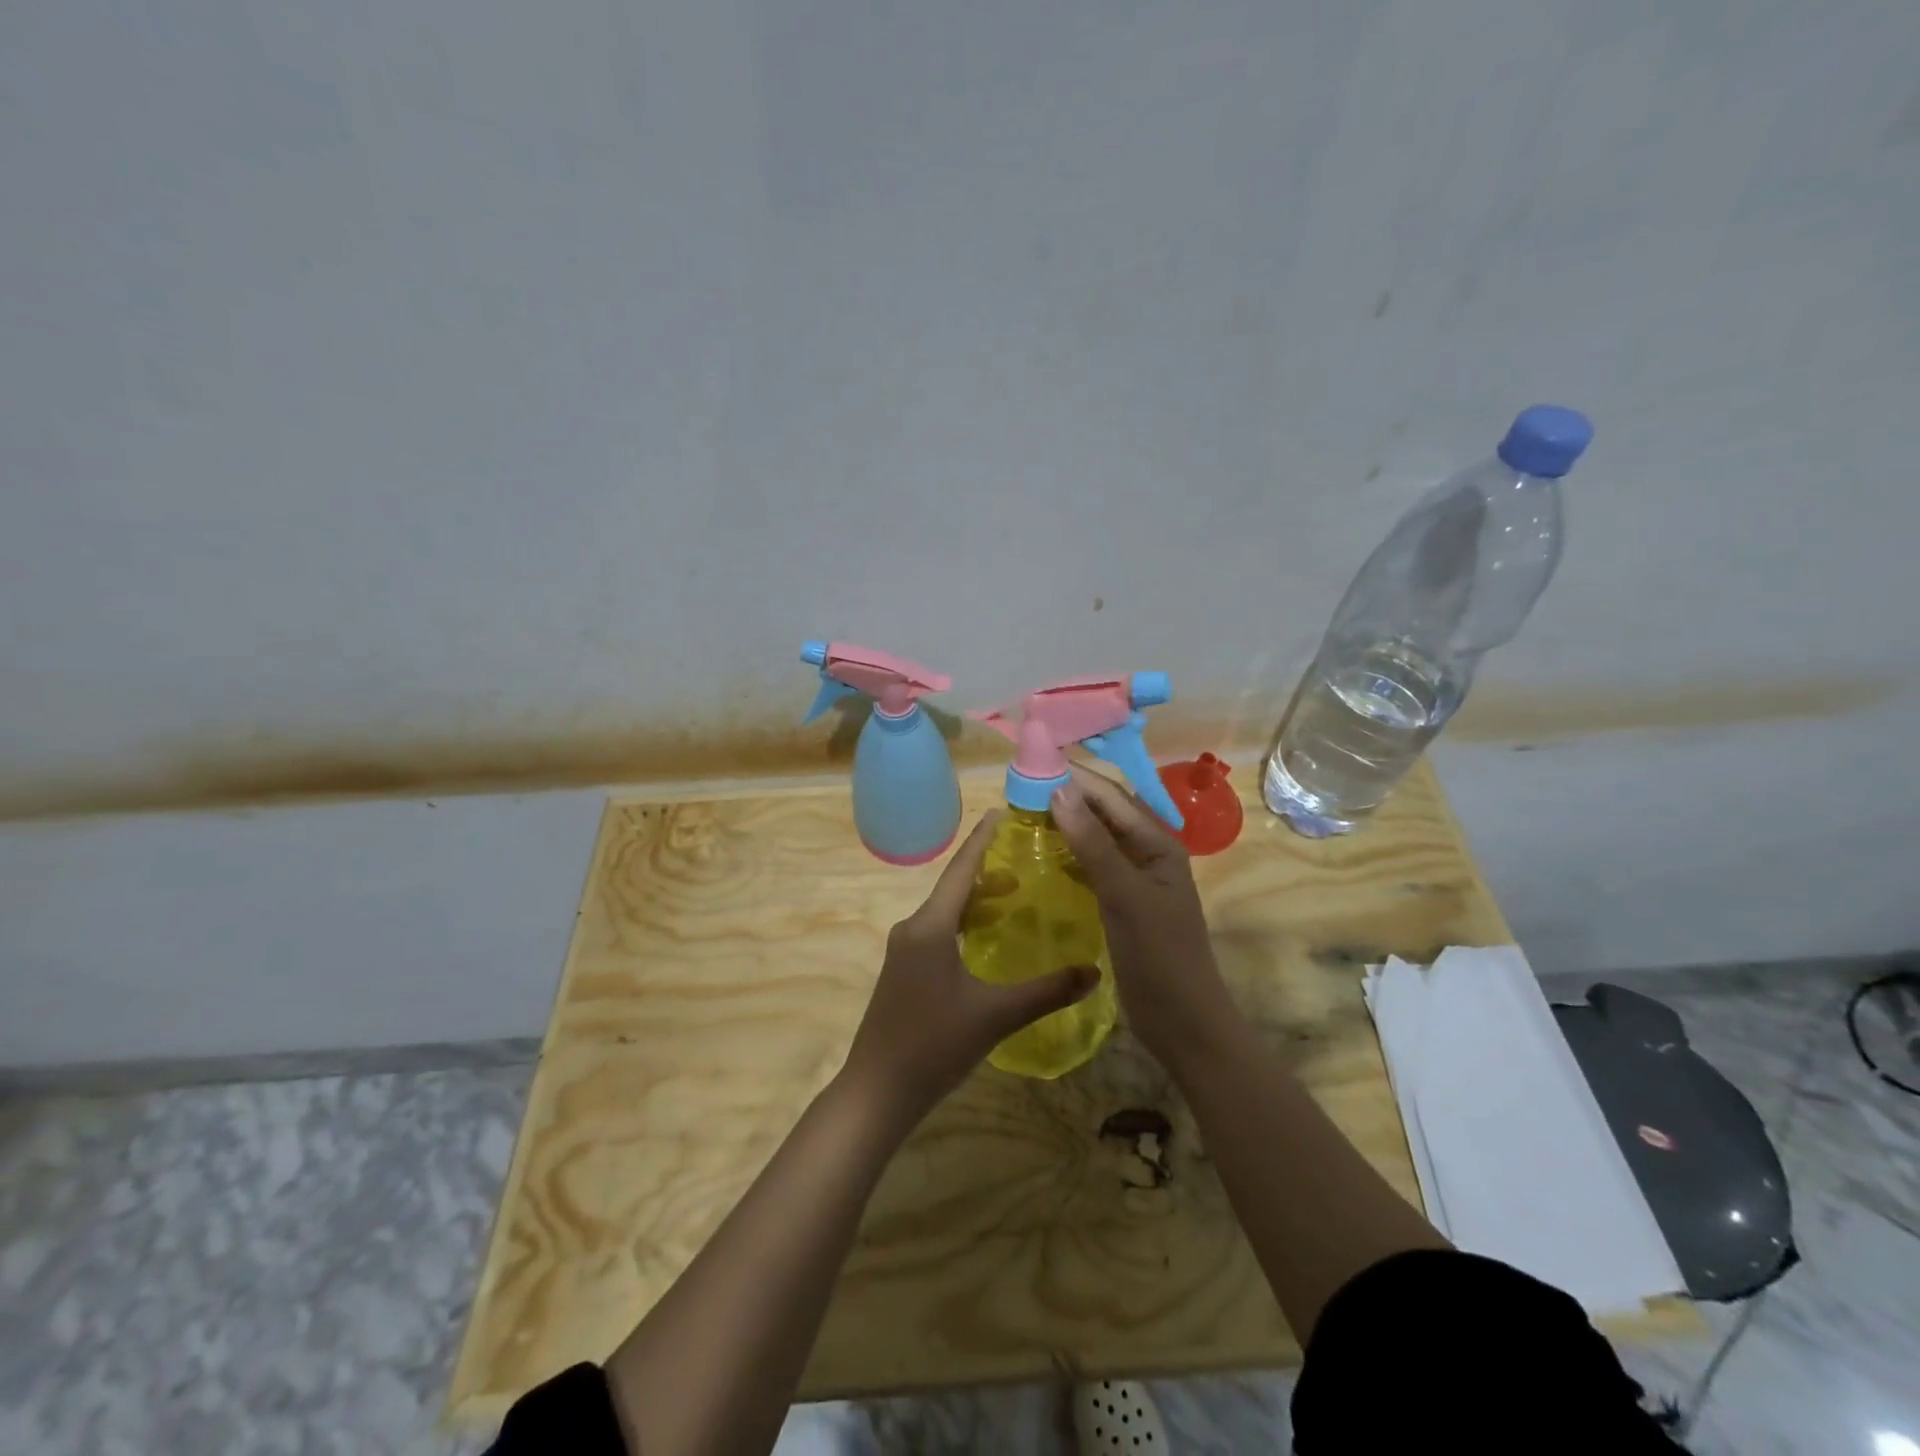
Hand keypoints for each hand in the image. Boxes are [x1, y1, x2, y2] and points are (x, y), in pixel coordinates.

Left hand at [839, 810, 1099, 1125]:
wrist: (877, 1091)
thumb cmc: (933, 1045)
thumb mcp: (996, 1016)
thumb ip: (1046, 991)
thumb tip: (1094, 972)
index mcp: (930, 926)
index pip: (961, 870)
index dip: (982, 840)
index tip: (1001, 812)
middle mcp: (913, 928)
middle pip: (954, 888)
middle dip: (987, 870)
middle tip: (1026, 857)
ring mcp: (905, 951)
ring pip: (946, 912)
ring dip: (976, 899)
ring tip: (1014, 893)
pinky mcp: (904, 972)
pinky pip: (938, 932)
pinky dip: (965, 923)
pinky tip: (986, 938)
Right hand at [1051, 765, 1238, 1069]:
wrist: (1184, 1023)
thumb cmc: (1159, 956)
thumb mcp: (1125, 896)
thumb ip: (1093, 844)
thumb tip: (1059, 790)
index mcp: (1159, 844)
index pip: (1112, 796)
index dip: (1075, 776)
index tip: (1033, 762)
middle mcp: (1148, 854)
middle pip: (1105, 812)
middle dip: (1069, 794)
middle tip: (1022, 784)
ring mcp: (1136, 879)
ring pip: (1097, 838)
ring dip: (1068, 822)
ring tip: (1026, 811)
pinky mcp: (1122, 903)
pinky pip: (1093, 866)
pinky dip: (1070, 854)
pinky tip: (1045, 854)